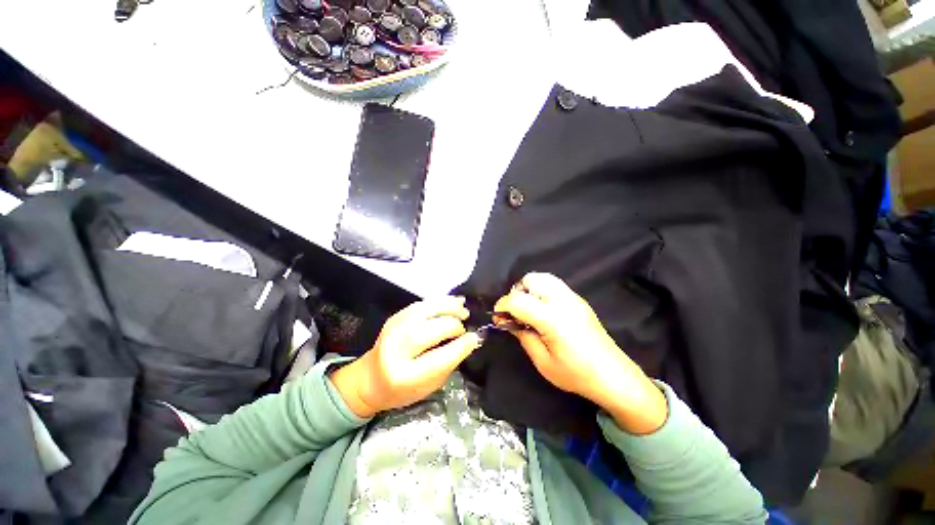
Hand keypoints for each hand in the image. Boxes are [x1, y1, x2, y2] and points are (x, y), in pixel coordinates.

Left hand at [330, 297, 482, 417]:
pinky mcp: (395, 317)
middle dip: (456, 326)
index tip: (475, 337)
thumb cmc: (402, 389)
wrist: (370, 379)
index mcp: (406, 375)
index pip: (442, 357)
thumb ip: (450, 362)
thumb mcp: (429, 385)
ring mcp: (394, 328)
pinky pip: (422, 304)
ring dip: (450, 307)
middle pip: (435, 329)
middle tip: (465, 328)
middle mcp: (397, 348)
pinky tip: (452, 303)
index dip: (463, 345)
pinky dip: (440, 302)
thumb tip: (471, 339)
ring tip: (463, 310)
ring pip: (428, 310)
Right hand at [494, 273, 667, 434]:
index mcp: (551, 318)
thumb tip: (508, 322)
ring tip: (528, 309)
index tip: (498, 317)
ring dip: (529, 289)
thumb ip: (522, 336)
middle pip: (530, 279)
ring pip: (542, 278)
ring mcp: (573, 297)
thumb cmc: (576, 374)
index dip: (502, 306)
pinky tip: (543, 310)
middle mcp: (562, 300)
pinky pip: (553, 284)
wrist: (613, 375)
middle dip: (516, 293)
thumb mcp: (542, 361)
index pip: (517, 300)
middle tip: (516, 313)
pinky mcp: (578, 299)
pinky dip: (541, 291)